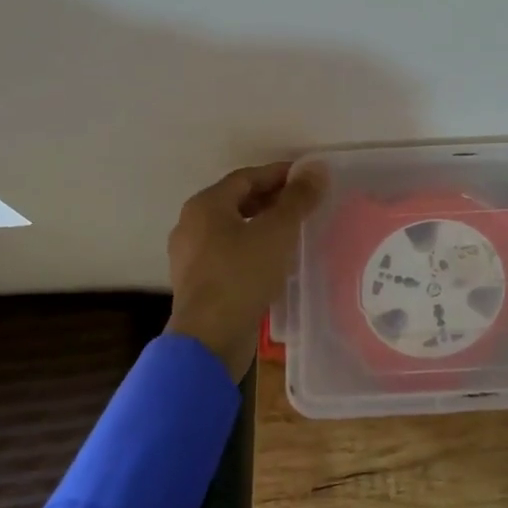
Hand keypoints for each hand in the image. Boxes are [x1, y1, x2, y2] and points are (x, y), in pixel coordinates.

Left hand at [167, 161, 326, 379]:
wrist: (210, 338)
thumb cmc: (242, 274)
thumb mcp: (277, 232)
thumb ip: (298, 199)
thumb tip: (316, 168)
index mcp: (205, 205)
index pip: (247, 177)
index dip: (280, 174)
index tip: (309, 178)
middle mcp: (192, 225)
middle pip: (238, 201)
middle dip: (272, 200)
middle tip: (305, 204)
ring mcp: (191, 256)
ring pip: (233, 229)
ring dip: (263, 226)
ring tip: (295, 231)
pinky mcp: (198, 283)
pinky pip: (229, 254)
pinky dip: (253, 249)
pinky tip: (276, 261)